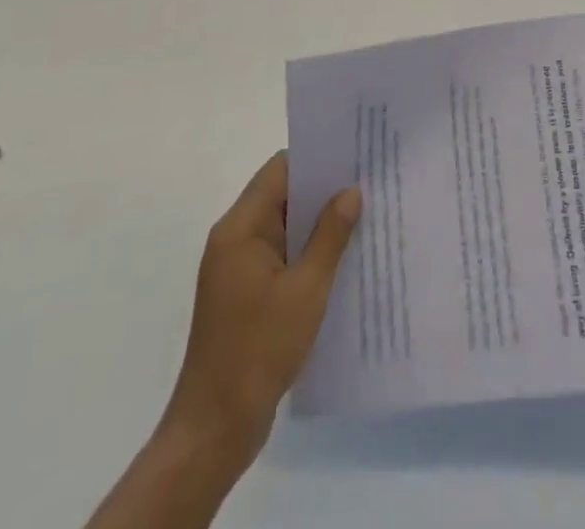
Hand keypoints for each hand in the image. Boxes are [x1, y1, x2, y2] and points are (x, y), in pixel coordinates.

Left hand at [163, 152, 360, 467]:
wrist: (214, 428)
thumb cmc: (258, 350)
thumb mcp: (306, 290)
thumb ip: (329, 236)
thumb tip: (350, 191)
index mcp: (240, 228)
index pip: (279, 171)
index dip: (316, 159)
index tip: (354, 156)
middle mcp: (234, 239)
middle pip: (281, 196)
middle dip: (323, 191)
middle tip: (369, 184)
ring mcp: (237, 269)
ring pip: (283, 228)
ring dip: (317, 225)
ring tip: (365, 217)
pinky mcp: (245, 295)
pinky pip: (281, 257)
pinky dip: (307, 253)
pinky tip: (342, 260)